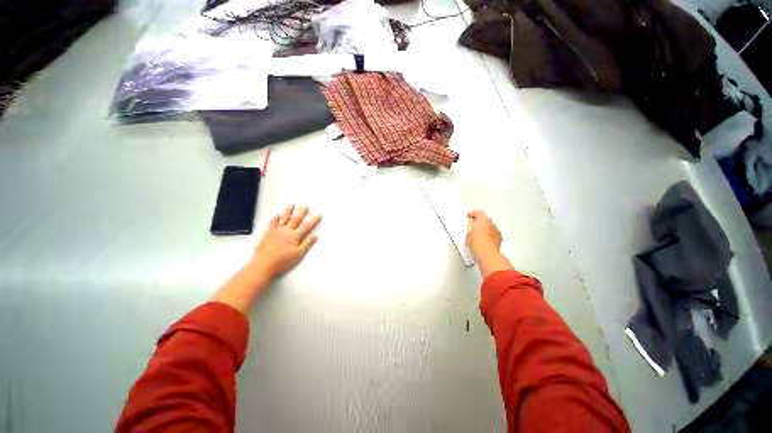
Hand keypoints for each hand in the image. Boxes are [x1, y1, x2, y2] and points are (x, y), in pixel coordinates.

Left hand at [249, 205, 320, 281]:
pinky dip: (275, 218)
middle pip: (295, 219)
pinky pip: (272, 222)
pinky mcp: (268, 233)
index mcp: (295, 236)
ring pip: (284, 218)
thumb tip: (316, 236)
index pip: (307, 226)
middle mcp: (286, 230)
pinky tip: (277, 215)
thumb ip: (307, 244)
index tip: (318, 214)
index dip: (313, 220)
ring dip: (288, 211)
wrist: (262, 265)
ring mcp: (276, 230)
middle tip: (305, 206)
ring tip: (291, 206)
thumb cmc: (282, 261)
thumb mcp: (298, 255)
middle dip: (301, 212)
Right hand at [466, 210, 512, 278]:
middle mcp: (492, 223)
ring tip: (476, 234)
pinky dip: (488, 235)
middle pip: (485, 219)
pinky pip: (492, 234)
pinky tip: (482, 240)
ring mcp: (496, 231)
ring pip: (489, 227)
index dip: (472, 213)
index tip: (468, 215)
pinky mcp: (499, 239)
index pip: (478, 212)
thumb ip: (470, 225)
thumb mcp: (468, 232)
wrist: (487, 253)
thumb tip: (471, 224)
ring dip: (484, 229)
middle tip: (472, 225)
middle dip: (479, 221)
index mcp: (483, 219)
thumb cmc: (476, 241)